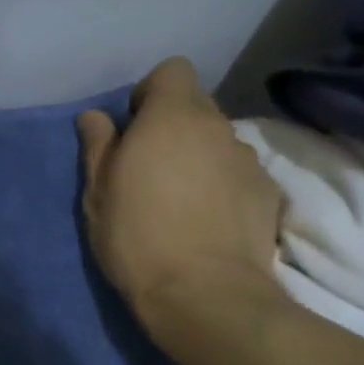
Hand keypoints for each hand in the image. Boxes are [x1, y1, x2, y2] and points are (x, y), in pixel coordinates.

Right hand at [77, 57, 282, 344]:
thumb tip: (94, 117)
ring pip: (219, 144)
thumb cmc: (137, 237)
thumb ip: (98, 146)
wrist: (203, 293)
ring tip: (182, 202)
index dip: (151, 94)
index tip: (134, 129)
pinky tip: (209, 222)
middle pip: (197, 107)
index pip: (172, 71)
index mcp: (172, 117)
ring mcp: (248, 160)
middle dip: (174, 128)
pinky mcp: (268, 193)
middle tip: (150, 171)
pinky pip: (239, 175)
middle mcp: (217, 127)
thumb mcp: (98, 194)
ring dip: (200, 159)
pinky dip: (224, 187)